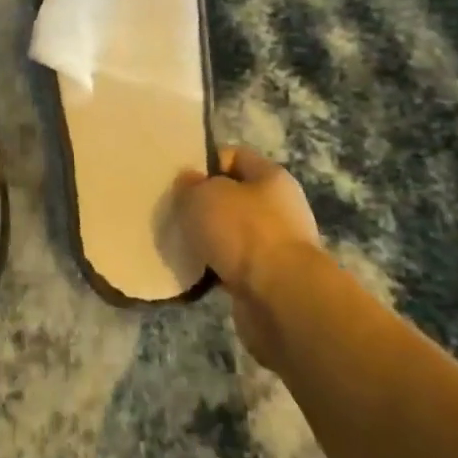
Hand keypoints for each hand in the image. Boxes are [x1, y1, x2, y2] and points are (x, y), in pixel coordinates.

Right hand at [178, 147, 322, 368]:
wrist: (281, 300)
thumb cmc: (244, 233)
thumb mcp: (203, 196)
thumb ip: (190, 185)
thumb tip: (190, 184)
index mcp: (271, 177)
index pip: (235, 156)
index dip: (206, 163)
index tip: (179, 179)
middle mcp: (280, 208)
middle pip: (234, 197)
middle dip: (204, 205)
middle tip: (175, 213)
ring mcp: (277, 247)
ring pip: (232, 234)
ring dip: (209, 240)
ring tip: (180, 245)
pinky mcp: (270, 281)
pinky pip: (234, 267)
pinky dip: (216, 270)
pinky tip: (195, 273)